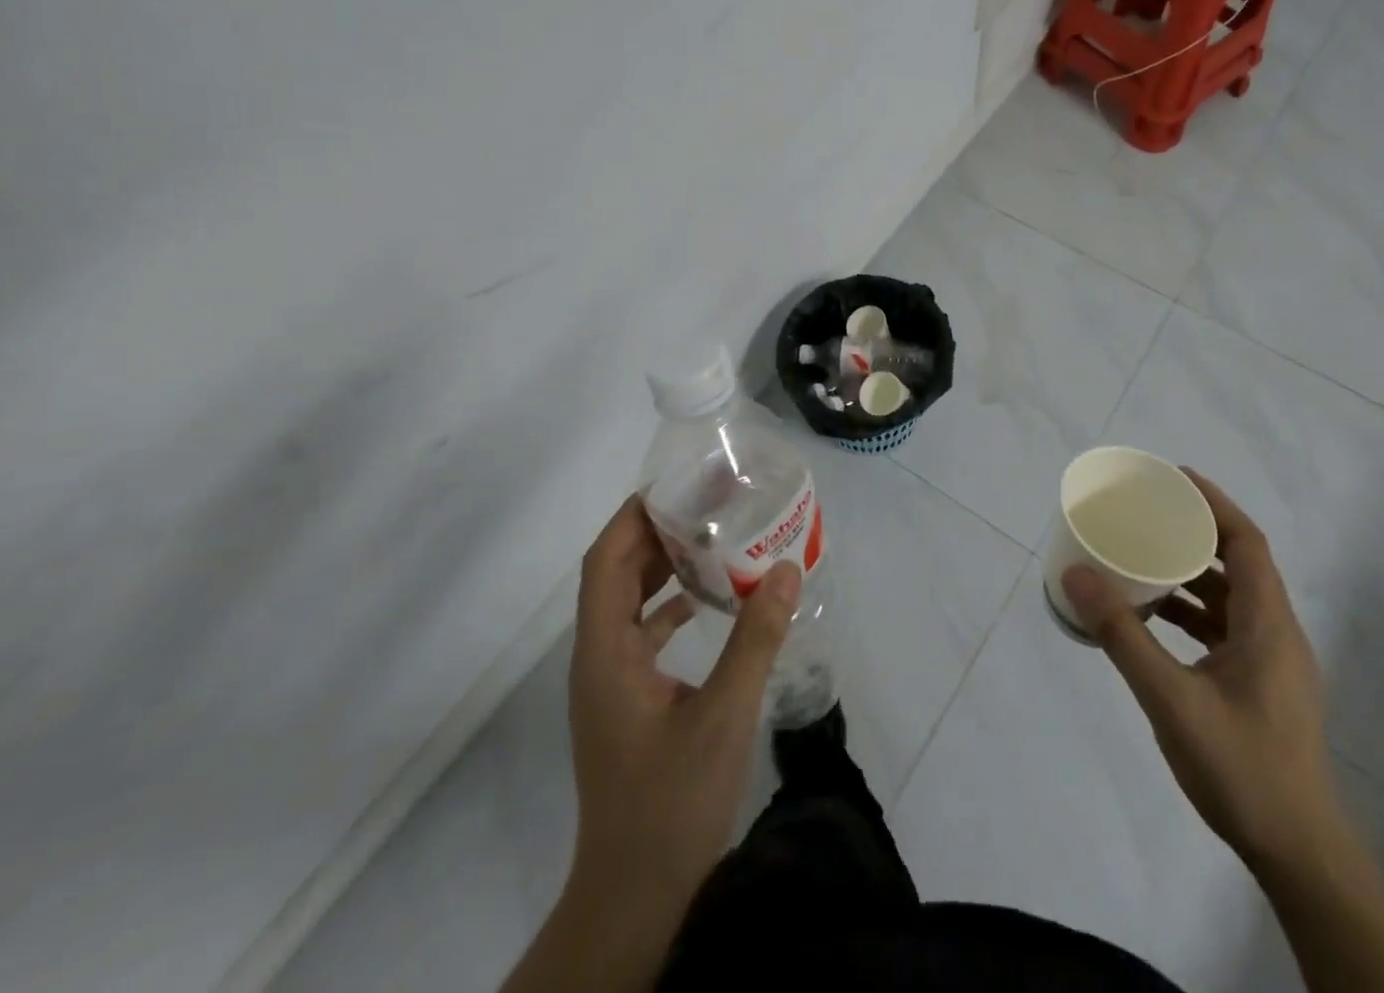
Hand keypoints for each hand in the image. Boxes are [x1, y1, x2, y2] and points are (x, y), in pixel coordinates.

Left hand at [567, 497, 799, 913]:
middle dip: (655, 532)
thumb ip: (755, 638)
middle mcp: (598, 658)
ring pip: (627, 602)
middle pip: (614, 573)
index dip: (634, 516)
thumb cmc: (671, 803)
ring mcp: (609, 682)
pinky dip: (668, 605)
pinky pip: (641, 632)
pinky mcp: (626, 702)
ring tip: (710, 537)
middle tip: (705, 503)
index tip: (678, 485)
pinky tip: (707, 600)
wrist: (635, 897)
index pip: (605, 561)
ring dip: (661, 567)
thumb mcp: (724, 715)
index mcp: (606, 652)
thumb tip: (785, 567)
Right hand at [1061, 469, 1338, 868]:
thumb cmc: (1241, 769)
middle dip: (1195, 532)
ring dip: (1191, 573)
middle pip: (1240, 563)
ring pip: (1232, 598)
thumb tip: (1077, 574)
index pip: (1248, 542)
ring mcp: (1272, 664)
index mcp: (1268, 626)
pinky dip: (1192, 611)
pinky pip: (1225, 628)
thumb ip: (1123, 635)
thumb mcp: (1170, 699)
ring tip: (1143, 557)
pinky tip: (1154, 619)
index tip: (1173, 478)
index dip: (1214, 503)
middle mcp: (1276, 635)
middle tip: (1148, 512)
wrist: (1298, 855)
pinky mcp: (1261, 687)